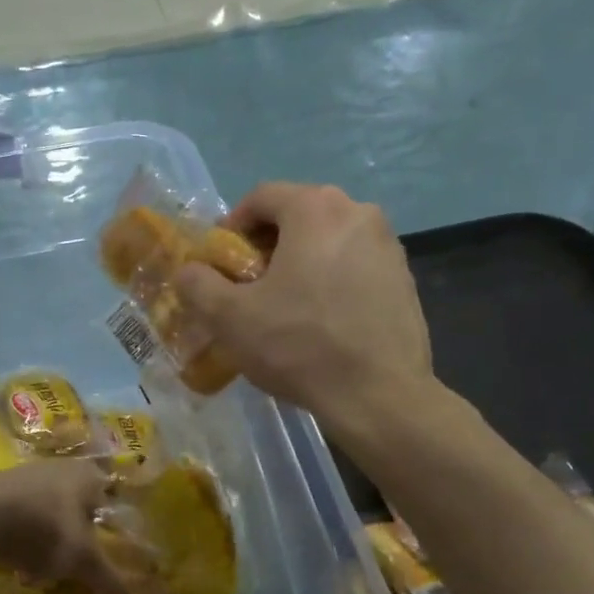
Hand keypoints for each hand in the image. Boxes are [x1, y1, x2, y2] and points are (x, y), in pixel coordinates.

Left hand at [0, 459, 124, 593]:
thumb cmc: (41, 528)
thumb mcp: (81, 559)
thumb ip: (108, 578)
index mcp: (89, 476)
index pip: (111, 505)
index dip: (110, 535)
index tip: (102, 560)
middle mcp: (62, 468)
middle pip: (78, 514)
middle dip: (74, 545)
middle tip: (71, 570)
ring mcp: (28, 476)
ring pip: (49, 517)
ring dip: (47, 547)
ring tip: (39, 575)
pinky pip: (22, 518)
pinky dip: (24, 541)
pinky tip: (16, 567)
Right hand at [175, 183, 431, 425]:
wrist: (378, 395)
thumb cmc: (299, 346)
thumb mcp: (230, 318)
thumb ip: (198, 285)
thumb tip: (188, 271)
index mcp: (316, 208)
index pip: (261, 197)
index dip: (232, 227)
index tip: (220, 262)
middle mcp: (358, 212)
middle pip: (298, 216)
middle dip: (267, 246)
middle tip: (249, 286)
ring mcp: (389, 245)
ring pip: (329, 241)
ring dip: (300, 263)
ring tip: (284, 306)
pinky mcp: (405, 279)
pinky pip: (355, 266)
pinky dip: (331, 280)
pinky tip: (321, 321)